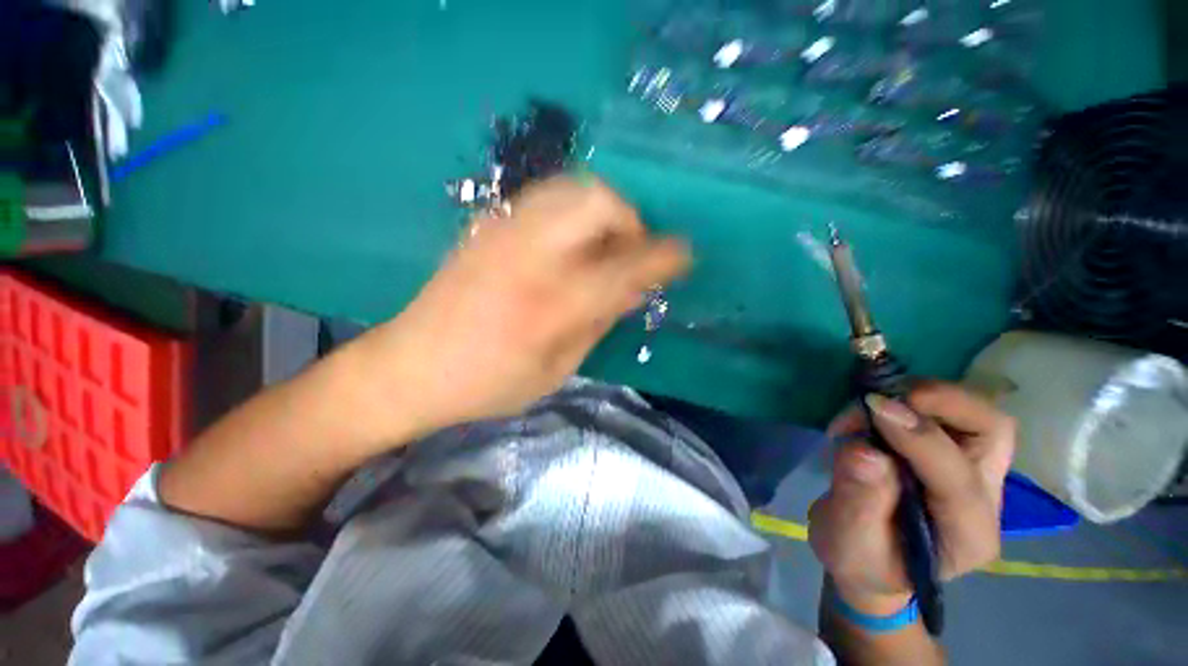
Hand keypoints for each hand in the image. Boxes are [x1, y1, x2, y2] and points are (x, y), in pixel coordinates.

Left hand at [353, 176, 689, 441]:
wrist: (411, 366)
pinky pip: (546, 197)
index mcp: (550, 304)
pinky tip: (570, 241)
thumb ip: (599, 322)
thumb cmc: (489, 383)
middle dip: (631, 219)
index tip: (685, 254)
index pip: (625, 266)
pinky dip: (574, 210)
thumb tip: (636, 289)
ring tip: (604, 244)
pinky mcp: (488, 224)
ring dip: (602, 210)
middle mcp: (529, 254)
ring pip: (572, 187)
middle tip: (632, 251)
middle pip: (598, 201)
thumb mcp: (557, 369)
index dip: (664, 256)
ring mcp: (504, 231)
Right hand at [808, 382, 1015, 614]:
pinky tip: (873, 413)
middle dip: (941, 402)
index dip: (918, 437)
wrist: (871, 560)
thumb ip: (858, 500)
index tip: (872, 407)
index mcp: (966, 536)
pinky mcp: (954, 454)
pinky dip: (909, 400)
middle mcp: (986, 500)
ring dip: (921, 397)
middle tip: (883, 397)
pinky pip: (947, 412)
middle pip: (992, 432)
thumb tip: (863, 450)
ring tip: (868, 408)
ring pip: (976, 414)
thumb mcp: (847, 542)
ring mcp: (976, 474)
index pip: (958, 478)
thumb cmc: (860, 561)